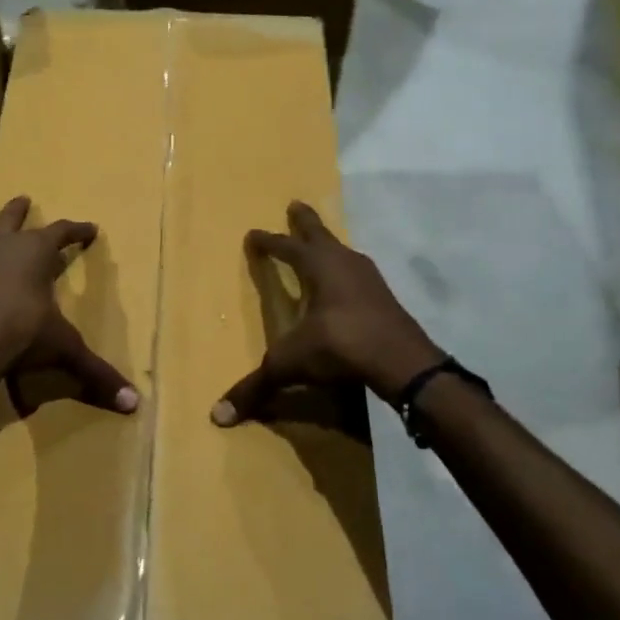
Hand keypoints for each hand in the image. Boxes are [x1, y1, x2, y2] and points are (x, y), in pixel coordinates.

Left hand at [0, 195, 138, 414]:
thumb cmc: (22, 335)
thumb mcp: (64, 350)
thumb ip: (96, 373)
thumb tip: (134, 404)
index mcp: (35, 253)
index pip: (61, 232)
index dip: (77, 230)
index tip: (91, 229)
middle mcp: (3, 250)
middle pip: (12, 220)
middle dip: (20, 211)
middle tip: (24, 198)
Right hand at [212, 201, 443, 425]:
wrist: (402, 362)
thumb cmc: (341, 346)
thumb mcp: (292, 364)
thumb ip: (257, 386)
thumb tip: (218, 416)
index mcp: (319, 267)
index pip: (286, 248)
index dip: (268, 242)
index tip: (253, 234)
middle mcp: (345, 263)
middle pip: (320, 234)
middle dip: (305, 221)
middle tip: (295, 204)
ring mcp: (370, 279)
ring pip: (343, 253)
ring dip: (328, 246)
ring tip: (320, 245)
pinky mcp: (385, 299)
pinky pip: (358, 275)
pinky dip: (345, 272)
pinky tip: (345, 285)